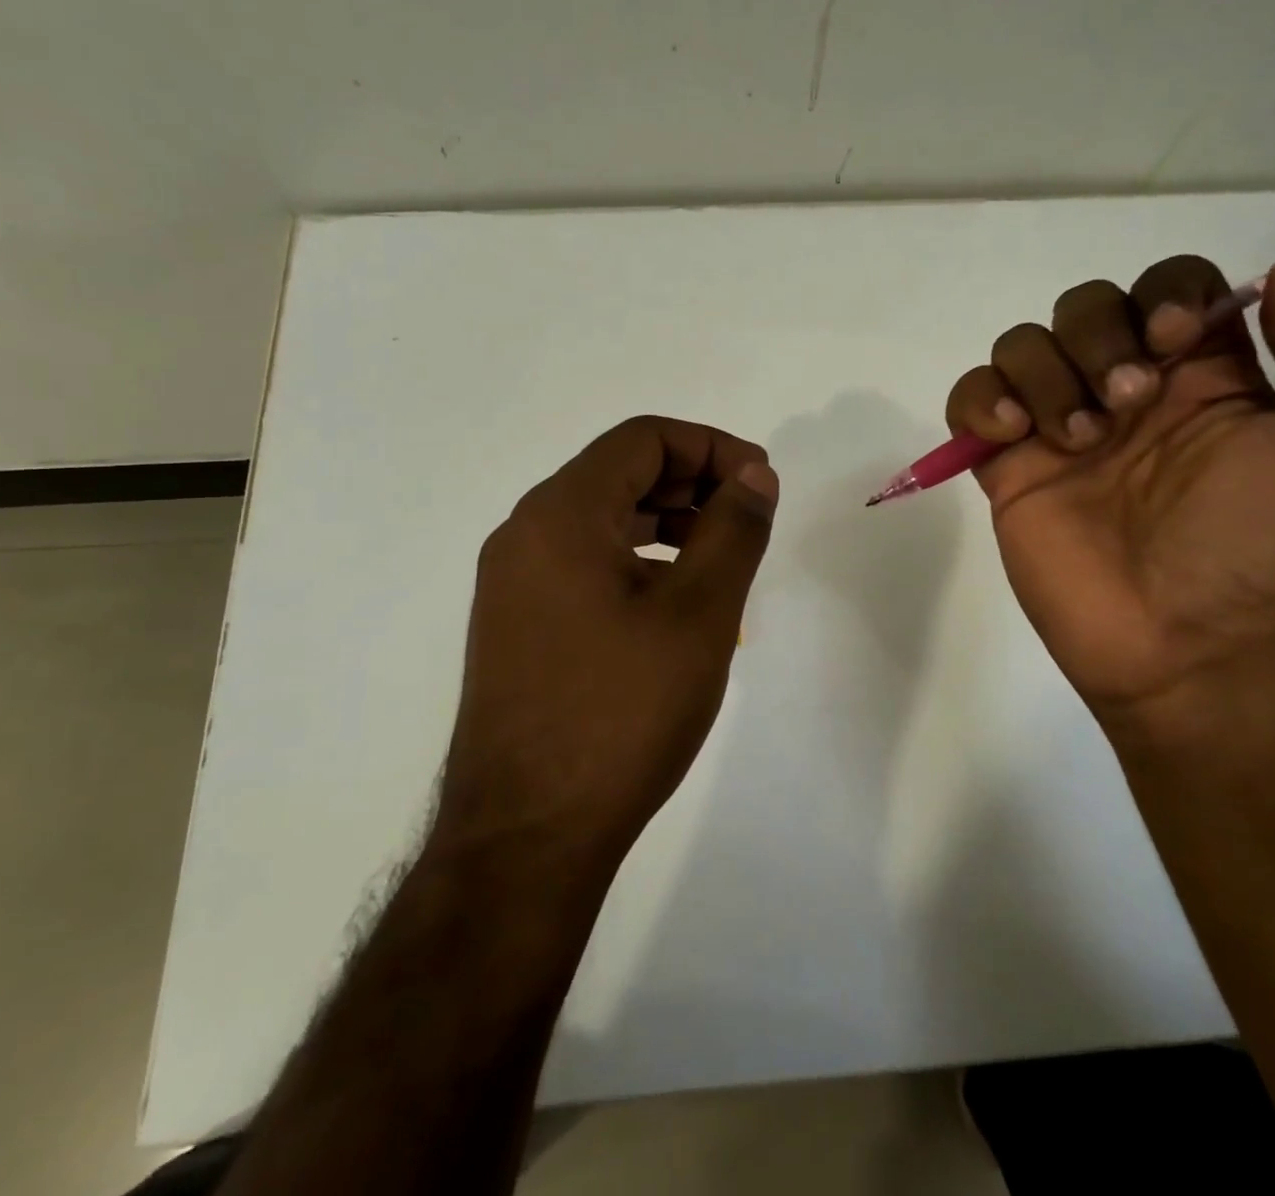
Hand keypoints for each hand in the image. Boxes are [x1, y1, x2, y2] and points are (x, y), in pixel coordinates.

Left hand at [434, 416, 778, 871]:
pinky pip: (583, 563)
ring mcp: (513, 582)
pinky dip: (636, 560)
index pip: (643, 439)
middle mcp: (525, 533)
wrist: (528, 836)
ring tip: (719, 560)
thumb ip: (734, 529)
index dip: (712, 447)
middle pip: (619, 473)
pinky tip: (674, 603)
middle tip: (748, 519)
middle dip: (692, 483)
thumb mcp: (699, 613)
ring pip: (601, 520)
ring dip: (666, 522)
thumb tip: (755, 475)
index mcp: (561, 514)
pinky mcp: (517, 624)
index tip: (761, 483)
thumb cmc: (622, 713)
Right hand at [945, 256, 1274, 715]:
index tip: (1172, 341)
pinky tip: (1011, 436)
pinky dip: (980, 400)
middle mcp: (1126, 393)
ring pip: (1023, 346)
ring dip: (1045, 375)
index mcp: (1203, 377)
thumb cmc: (1264, 545)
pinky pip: (970, 400)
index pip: (1169, 287)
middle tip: (1124, 405)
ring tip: (1075, 441)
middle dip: (1096, 337)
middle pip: (1085, 306)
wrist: (1188, 647)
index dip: (1163, 294)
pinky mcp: (1008, 469)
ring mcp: (1060, 430)